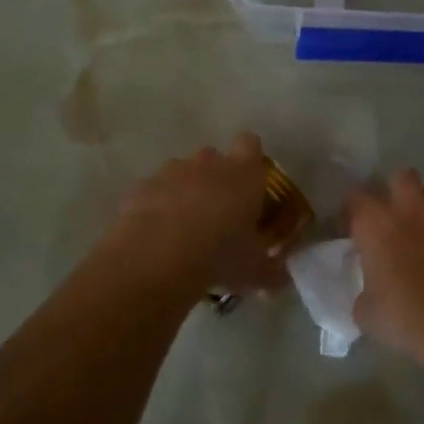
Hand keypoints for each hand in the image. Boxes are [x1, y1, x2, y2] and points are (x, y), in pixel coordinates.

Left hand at [103, 133, 277, 294]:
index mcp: (243, 174)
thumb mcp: (254, 271)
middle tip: (217, 213)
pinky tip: (154, 236)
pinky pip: (152, 191)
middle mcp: (208, 163)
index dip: (250, 159)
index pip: (250, 144)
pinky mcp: (140, 187)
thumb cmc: (219, 255)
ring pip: (180, 172)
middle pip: (213, 157)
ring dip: (183, 192)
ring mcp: (170, 172)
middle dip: (215, 178)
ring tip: (182, 229)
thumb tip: (282, 279)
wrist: (157, 256)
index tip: (249, 183)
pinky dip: (154, 207)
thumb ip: (271, 271)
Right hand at [348, 168, 423, 368]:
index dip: (351, 209)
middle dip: (394, 188)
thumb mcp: (366, 313)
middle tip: (390, 215)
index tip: (350, 227)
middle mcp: (409, 211)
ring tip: (421, 228)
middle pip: (401, 176)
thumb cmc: (404, 317)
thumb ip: (363, 292)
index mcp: (376, 224)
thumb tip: (369, 292)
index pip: (355, 197)